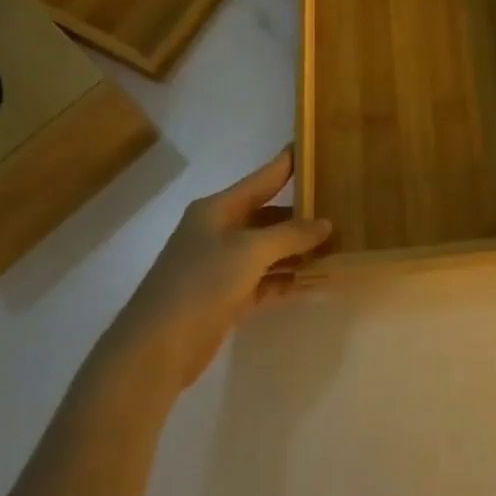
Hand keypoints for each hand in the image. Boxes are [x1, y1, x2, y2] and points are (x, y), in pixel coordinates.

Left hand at [104, 150, 331, 392]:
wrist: (155, 348)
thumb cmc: (201, 283)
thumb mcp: (250, 251)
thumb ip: (290, 235)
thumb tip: (325, 223)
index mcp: (218, 209)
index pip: (263, 178)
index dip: (288, 163)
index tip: (315, 147)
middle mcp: (219, 231)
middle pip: (268, 215)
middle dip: (301, 215)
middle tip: (340, 208)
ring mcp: (221, 266)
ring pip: (268, 250)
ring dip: (298, 250)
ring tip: (337, 245)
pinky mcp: (226, 298)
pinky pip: (265, 280)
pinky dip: (286, 279)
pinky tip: (315, 279)